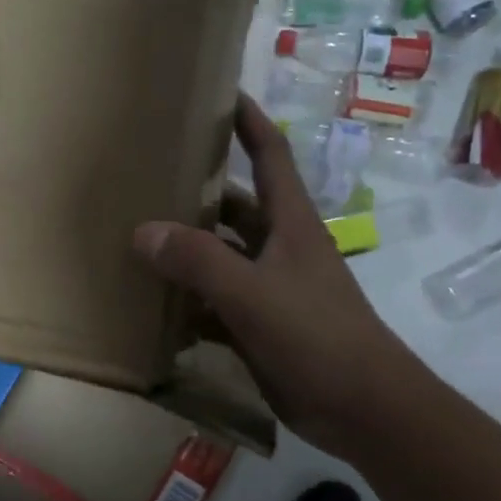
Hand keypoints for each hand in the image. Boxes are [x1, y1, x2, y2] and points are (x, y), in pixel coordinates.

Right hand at [133, 96, 417, 458]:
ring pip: (222, 256)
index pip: (270, 153)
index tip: (218, 92)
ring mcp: (271, 288)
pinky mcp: (261, 326)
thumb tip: (143, 231)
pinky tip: (153, 305)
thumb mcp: (253, 293)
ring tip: (137, 236)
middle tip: (149, 175)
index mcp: (290, 223)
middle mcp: (280, 247)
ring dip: (188, 249)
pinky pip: (217, 303)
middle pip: (236, 205)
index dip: (248, 120)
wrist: (363, 408)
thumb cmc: (317, 336)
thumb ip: (199, 261)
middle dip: (199, 188)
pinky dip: (190, 302)